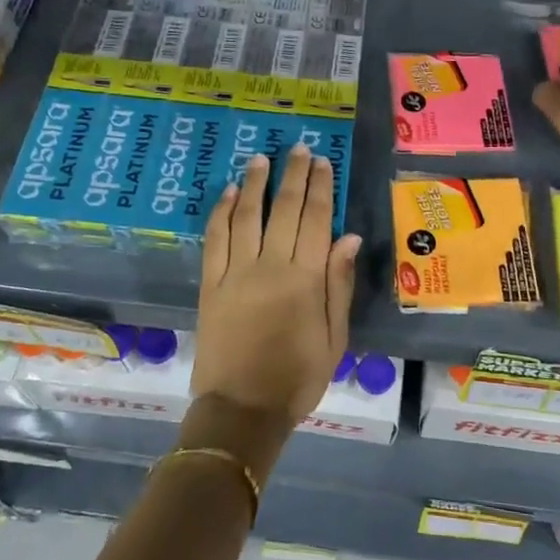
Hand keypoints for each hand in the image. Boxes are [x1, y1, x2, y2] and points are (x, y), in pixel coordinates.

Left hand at [193, 146, 360, 427]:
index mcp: (305, 280)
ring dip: (254, 184)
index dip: (321, 188)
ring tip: (261, 158)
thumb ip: (339, 285)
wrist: (242, 410)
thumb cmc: (297, 379)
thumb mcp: (334, 338)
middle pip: (284, 209)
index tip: (323, 162)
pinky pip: (214, 239)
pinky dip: (220, 212)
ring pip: (246, 216)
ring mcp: (236, 273)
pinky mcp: (210, 284)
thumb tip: (349, 237)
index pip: (316, 220)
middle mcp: (270, 266)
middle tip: (298, 149)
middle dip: (293, 175)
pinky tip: (227, 193)